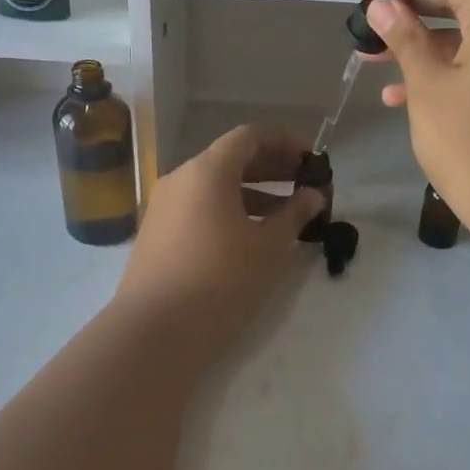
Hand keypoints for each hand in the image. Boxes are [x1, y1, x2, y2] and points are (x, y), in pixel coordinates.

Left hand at [113, 126, 324, 356]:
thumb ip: (295, 214)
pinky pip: (199, 208)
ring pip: (213, 187)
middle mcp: (180, 179)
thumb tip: (313, 194)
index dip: (284, 142)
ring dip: (252, 193)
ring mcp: (164, 208)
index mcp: (207, 171)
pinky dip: (228, 211)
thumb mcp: (269, 247)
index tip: (311, 158)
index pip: (249, 137)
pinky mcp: (157, 235)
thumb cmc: (222, 280)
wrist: (156, 332)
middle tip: (304, 183)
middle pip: (230, 159)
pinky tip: (250, 236)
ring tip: (285, 213)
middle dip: (271, 168)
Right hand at [364, 0, 469, 257]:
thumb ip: (406, 39)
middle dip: (412, 7)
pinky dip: (442, 71)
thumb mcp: (429, 88)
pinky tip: (401, 96)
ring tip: (374, 58)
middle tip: (369, 19)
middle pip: (462, 1)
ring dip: (421, 43)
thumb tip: (383, 4)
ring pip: (466, 39)